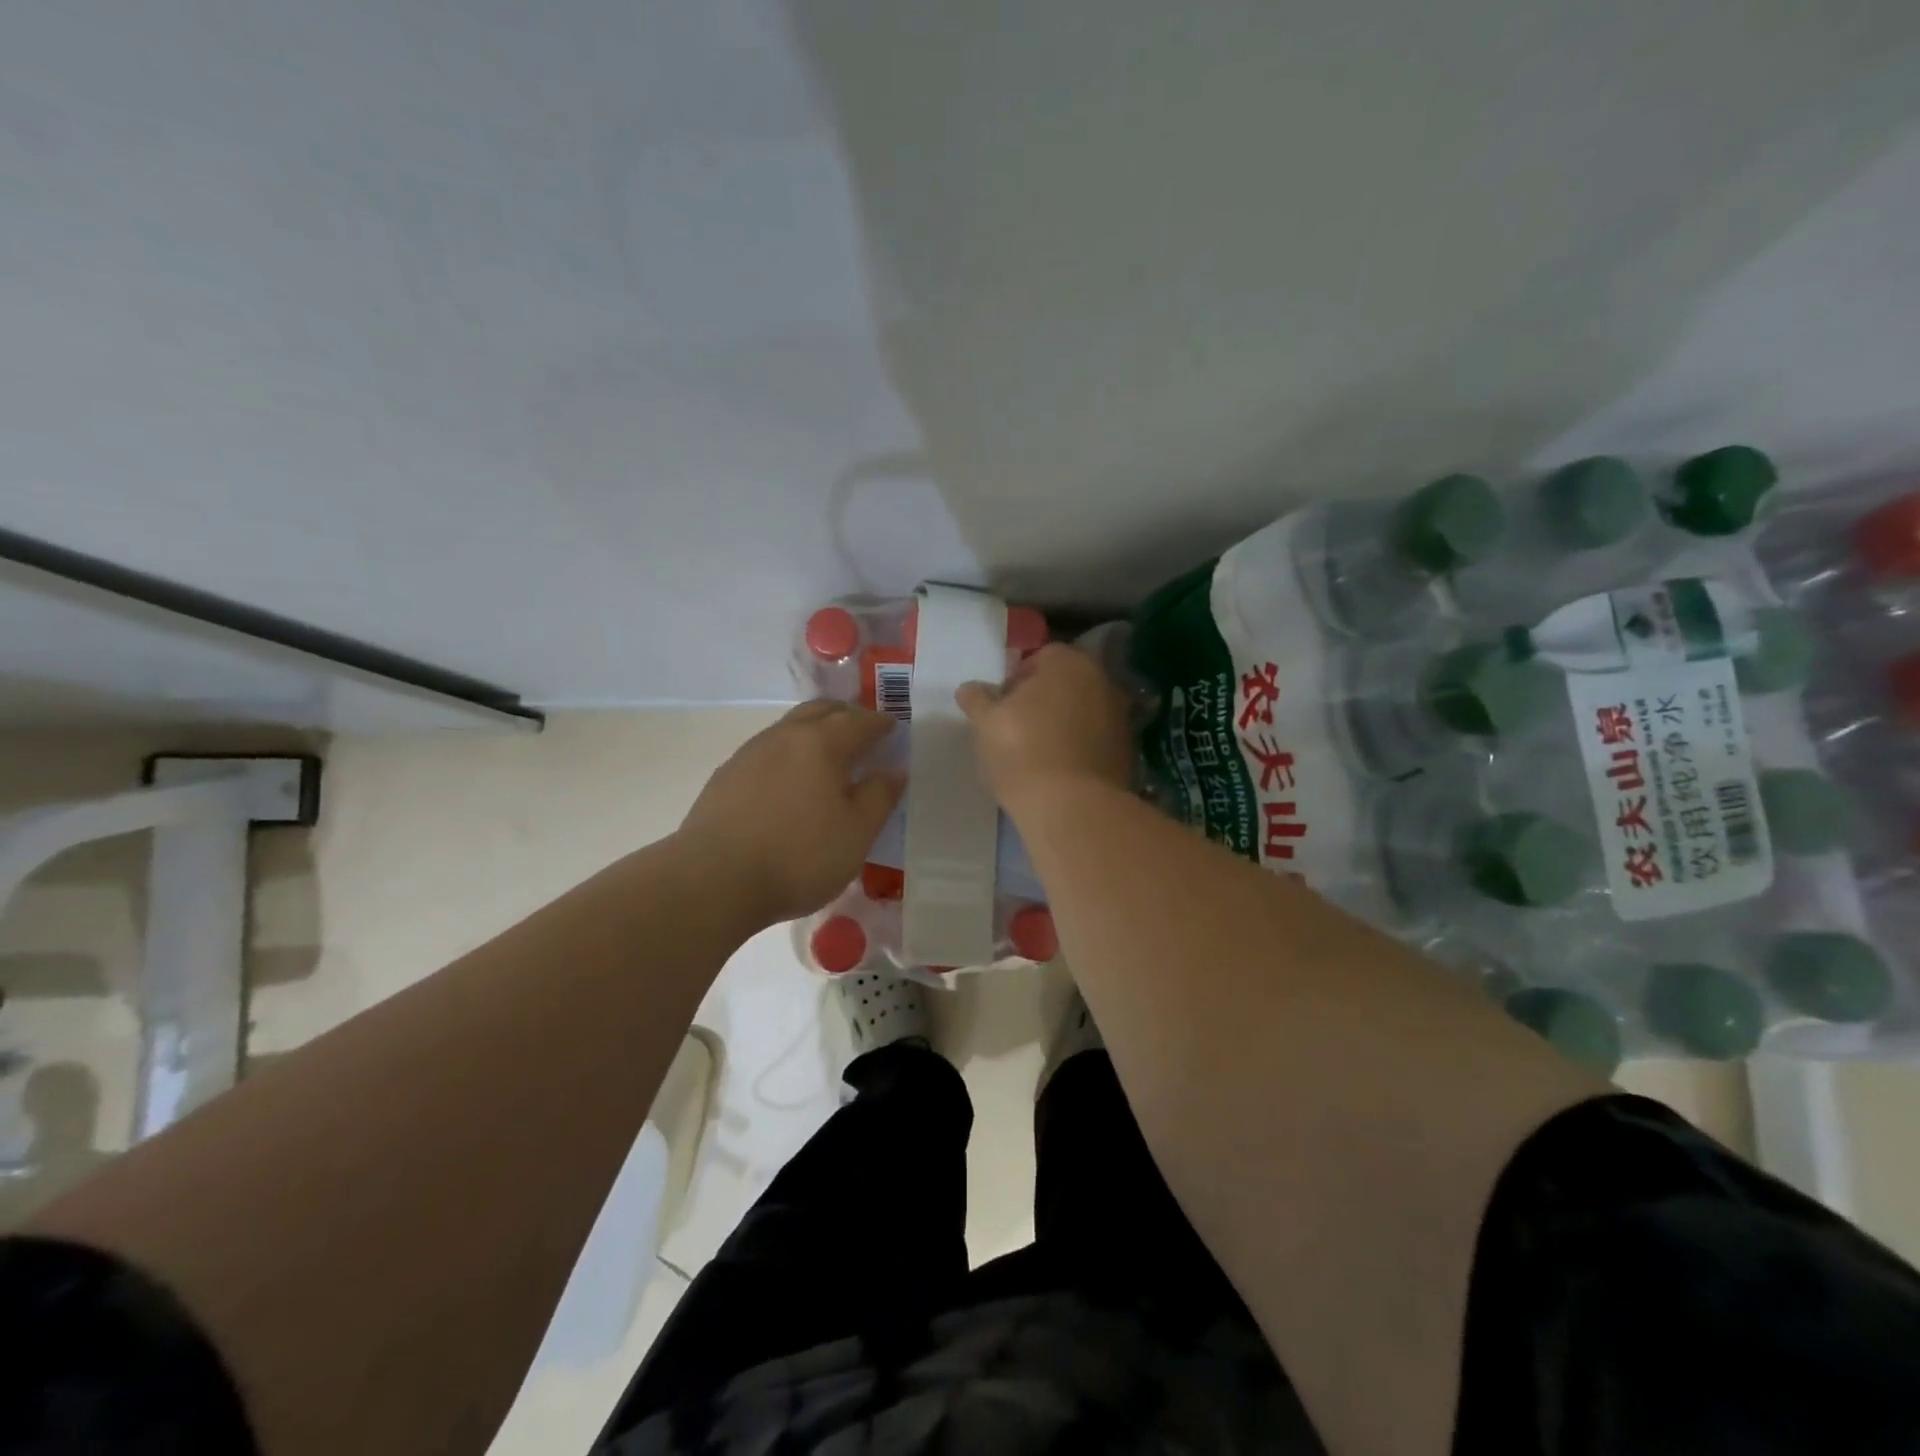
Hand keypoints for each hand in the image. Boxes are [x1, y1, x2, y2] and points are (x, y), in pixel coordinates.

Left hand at [679, 701, 904, 925]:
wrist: (713, 880)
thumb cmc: (799, 856)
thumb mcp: (856, 833)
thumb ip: (879, 796)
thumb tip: (894, 770)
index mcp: (822, 743)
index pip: (859, 721)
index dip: (880, 723)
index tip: (892, 728)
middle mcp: (784, 737)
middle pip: (819, 711)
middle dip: (845, 715)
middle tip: (862, 731)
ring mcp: (749, 754)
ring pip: (789, 728)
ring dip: (814, 731)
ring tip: (827, 756)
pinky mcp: (726, 777)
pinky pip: (767, 751)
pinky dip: (789, 753)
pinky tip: (789, 782)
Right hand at [956, 644, 1134, 811]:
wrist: (1073, 808)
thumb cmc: (1023, 751)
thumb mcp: (986, 723)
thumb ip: (977, 700)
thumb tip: (969, 689)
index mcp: (1069, 662)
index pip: (1039, 658)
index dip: (1016, 680)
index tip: (1000, 707)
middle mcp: (1103, 681)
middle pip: (1065, 684)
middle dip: (1042, 701)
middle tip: (1015, 729)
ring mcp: (1121, 718)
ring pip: (1082, 713)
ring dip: (1063, 725)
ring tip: (1036, 754)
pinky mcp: (1128, 753)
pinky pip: (1095, 742)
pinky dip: (1079, 749)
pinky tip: (1059, 772)